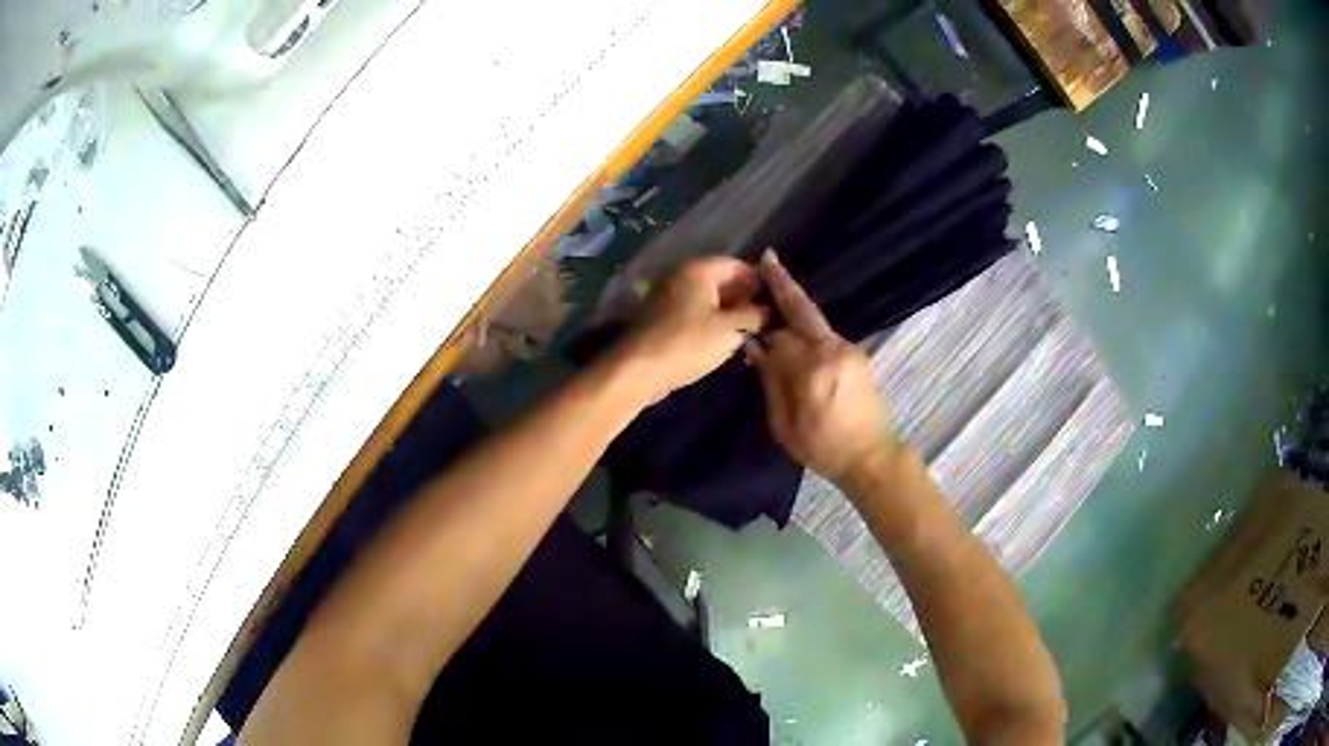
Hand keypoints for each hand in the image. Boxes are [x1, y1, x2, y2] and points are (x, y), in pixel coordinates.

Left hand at [619, 257, 767, 401]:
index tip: (774, 302)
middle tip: (764, 320)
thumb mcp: (730, 329)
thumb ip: (754, 315)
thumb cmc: (688, 343)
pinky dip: (710, 323)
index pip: (737, 265)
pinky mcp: (662, 318)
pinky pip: (693, 313)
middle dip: (744, 298)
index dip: (758, 281)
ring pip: (707, 299)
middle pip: (721, 281)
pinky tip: (723, 342)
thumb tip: (767, 310)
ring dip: (728, 313)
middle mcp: (682, 275)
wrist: (639, 369)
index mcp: (699, 269)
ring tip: (748, 333)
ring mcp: (669, 296)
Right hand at [745, 250, 893, 480]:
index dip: (759, 333)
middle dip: (782, 282)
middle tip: (766, 257)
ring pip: (813, 319)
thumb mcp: (784, 425)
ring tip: (773, 283)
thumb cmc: (822, 448)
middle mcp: (832, 350)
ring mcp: (847, 349)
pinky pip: (823, 331)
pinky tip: (793, 322)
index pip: (778, 337)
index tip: (743, 330)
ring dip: (793, 302)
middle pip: (802, 309)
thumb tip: (755, 348)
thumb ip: (770, 382)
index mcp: (812, 370)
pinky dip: (806, 322)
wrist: (871, 456)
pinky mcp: (855, 354)